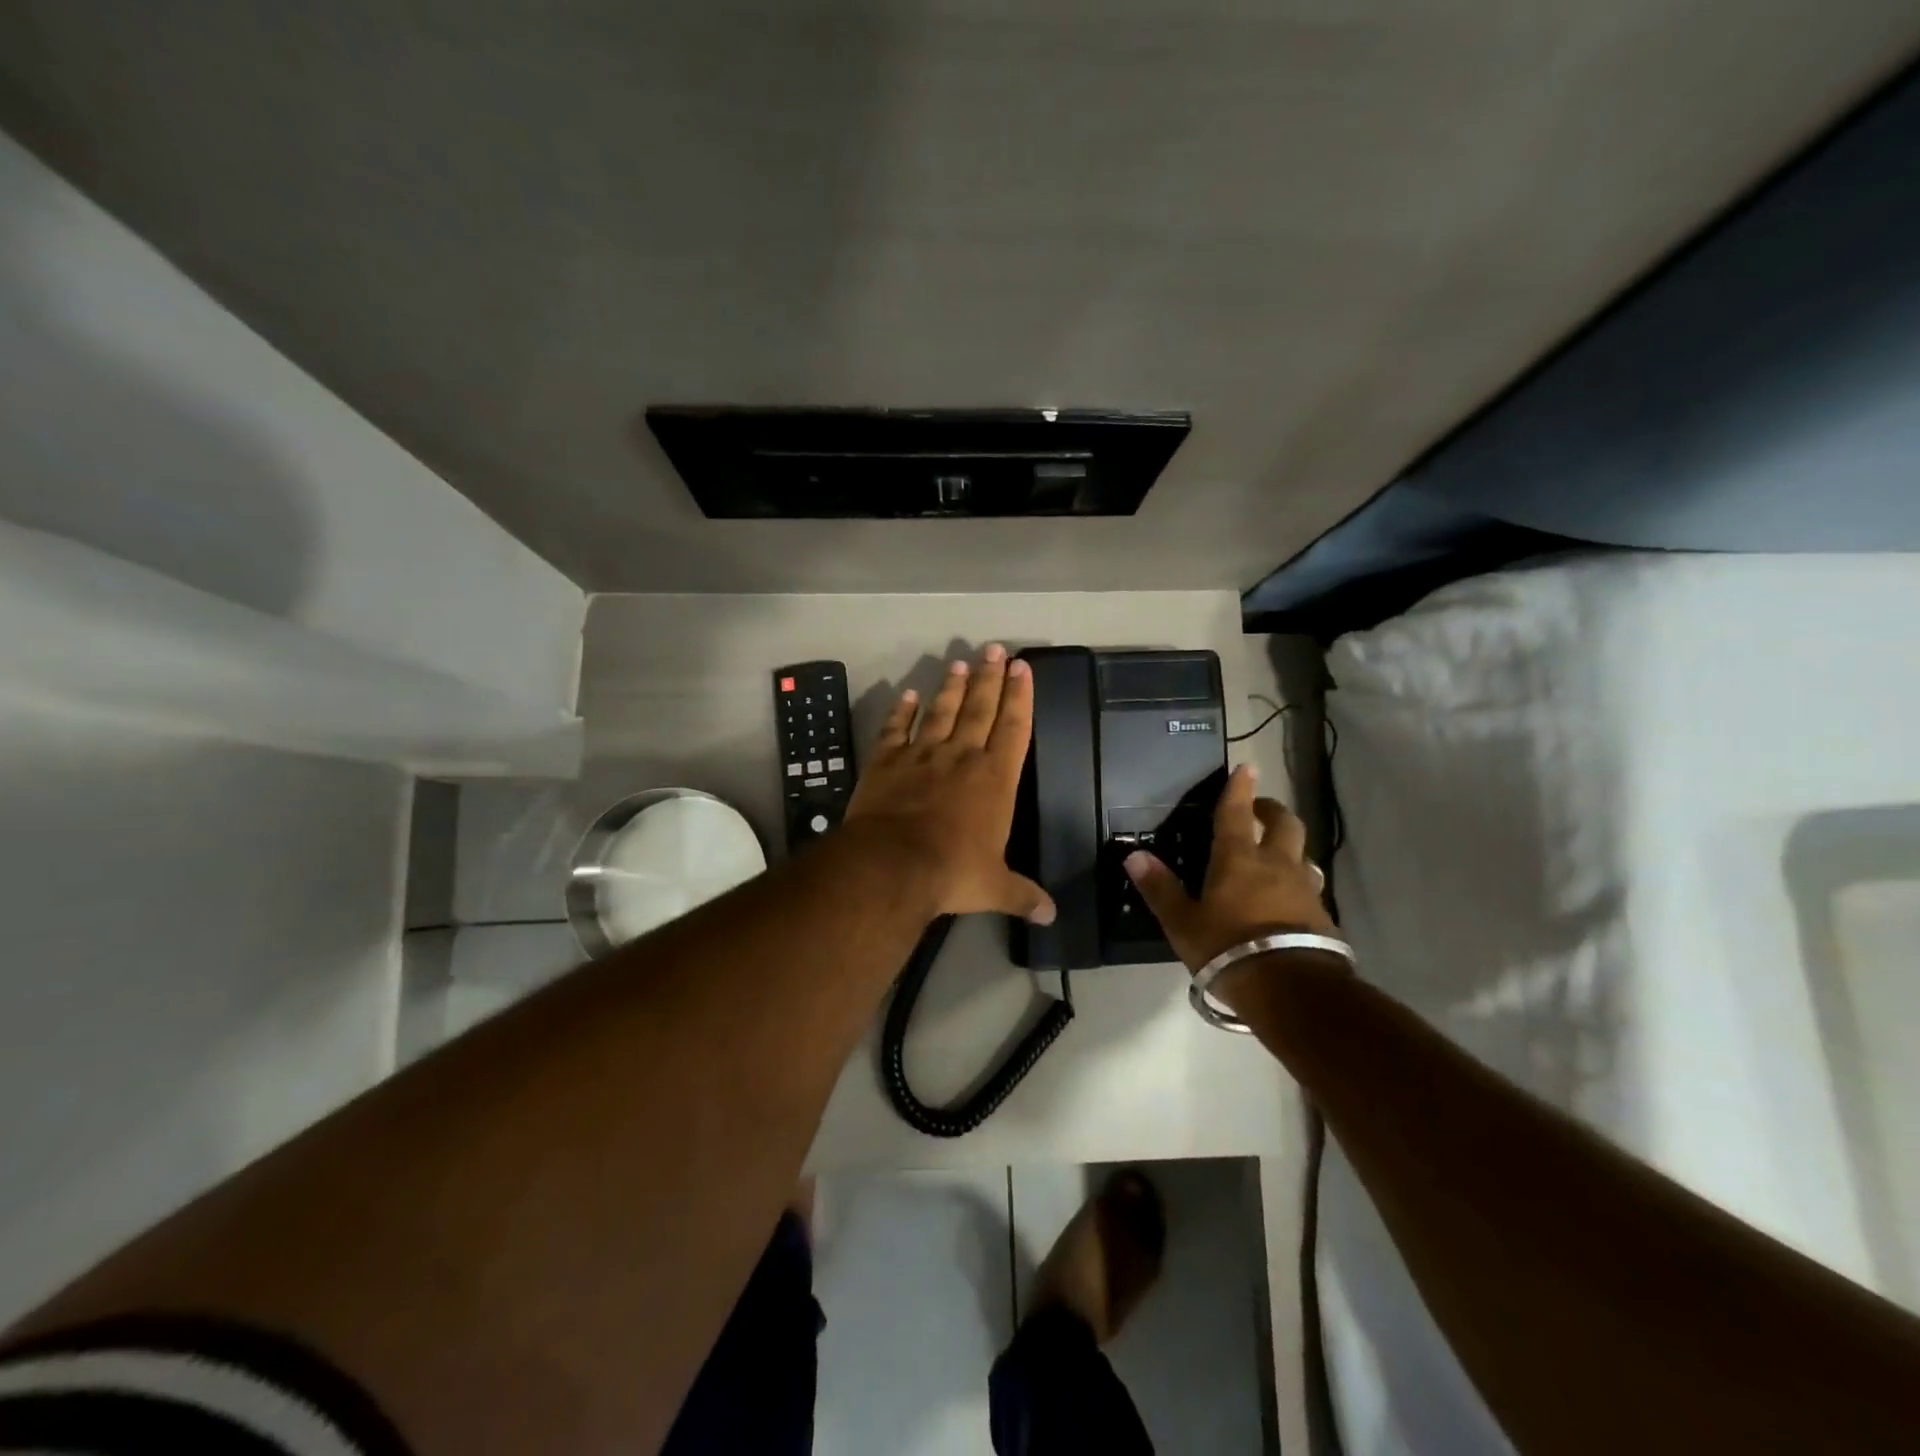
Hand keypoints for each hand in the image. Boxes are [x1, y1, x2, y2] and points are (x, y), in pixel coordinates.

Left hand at [844, 644, 1056, 924]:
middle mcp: (961, 758)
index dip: (1020, 697)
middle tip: (995, 648)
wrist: (892, 865)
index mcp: (994, 780)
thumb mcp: (994, 888)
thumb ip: (1022, 896)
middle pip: (979, 708)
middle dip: (990, 678)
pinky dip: (900, 712)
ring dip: (951, 687)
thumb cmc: (952, 872)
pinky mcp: (886, 762)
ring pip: (941, 712)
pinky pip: (896, 730)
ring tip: (960, 662)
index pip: (1013, 728)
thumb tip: (1052, 915)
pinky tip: (905, 694)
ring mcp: (921, 756)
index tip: (1022, 668)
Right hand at [1123, 763, 1335, 970]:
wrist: (1292, 989)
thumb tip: (1134, 855)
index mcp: (1238, 859)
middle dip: (1271, 810)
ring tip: (1276, 854)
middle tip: (1259, 810)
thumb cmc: (1228, 948)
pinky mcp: (1322, 916)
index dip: (1239, 788)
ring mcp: (1304, 889)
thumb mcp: (1183, 923)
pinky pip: (1310, 887)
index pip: (1236, 812)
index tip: (1245, 766)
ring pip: (1302, 854)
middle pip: (1284, 824)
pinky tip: (1288, 898)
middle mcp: (1276, 864)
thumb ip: (1160, 889)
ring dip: (1289, 847)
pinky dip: (1298, 883)